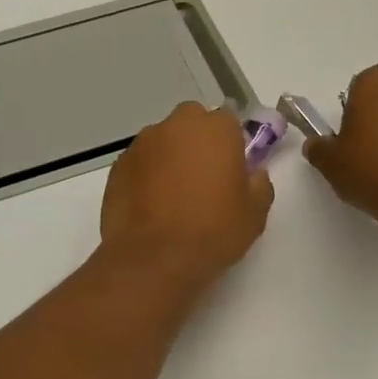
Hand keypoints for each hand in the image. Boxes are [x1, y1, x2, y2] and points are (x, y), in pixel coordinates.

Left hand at [100, 102, 273, 287]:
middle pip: (191, 122)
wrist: (153, 258)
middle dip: (198, 141)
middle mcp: (176, 126)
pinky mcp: (118, 166)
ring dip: (170, 157)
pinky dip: (146, 175)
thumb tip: (254, 174)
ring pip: (163, 140)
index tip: (232, 169)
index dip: (231, 143)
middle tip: (203, 177)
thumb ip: (259, 184)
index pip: (228, 121)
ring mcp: (142, 144)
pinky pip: (140, 162)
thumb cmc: (212, 231)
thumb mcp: (254, 214)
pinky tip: (151, 204)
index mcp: (215, 129)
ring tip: (174, 195)